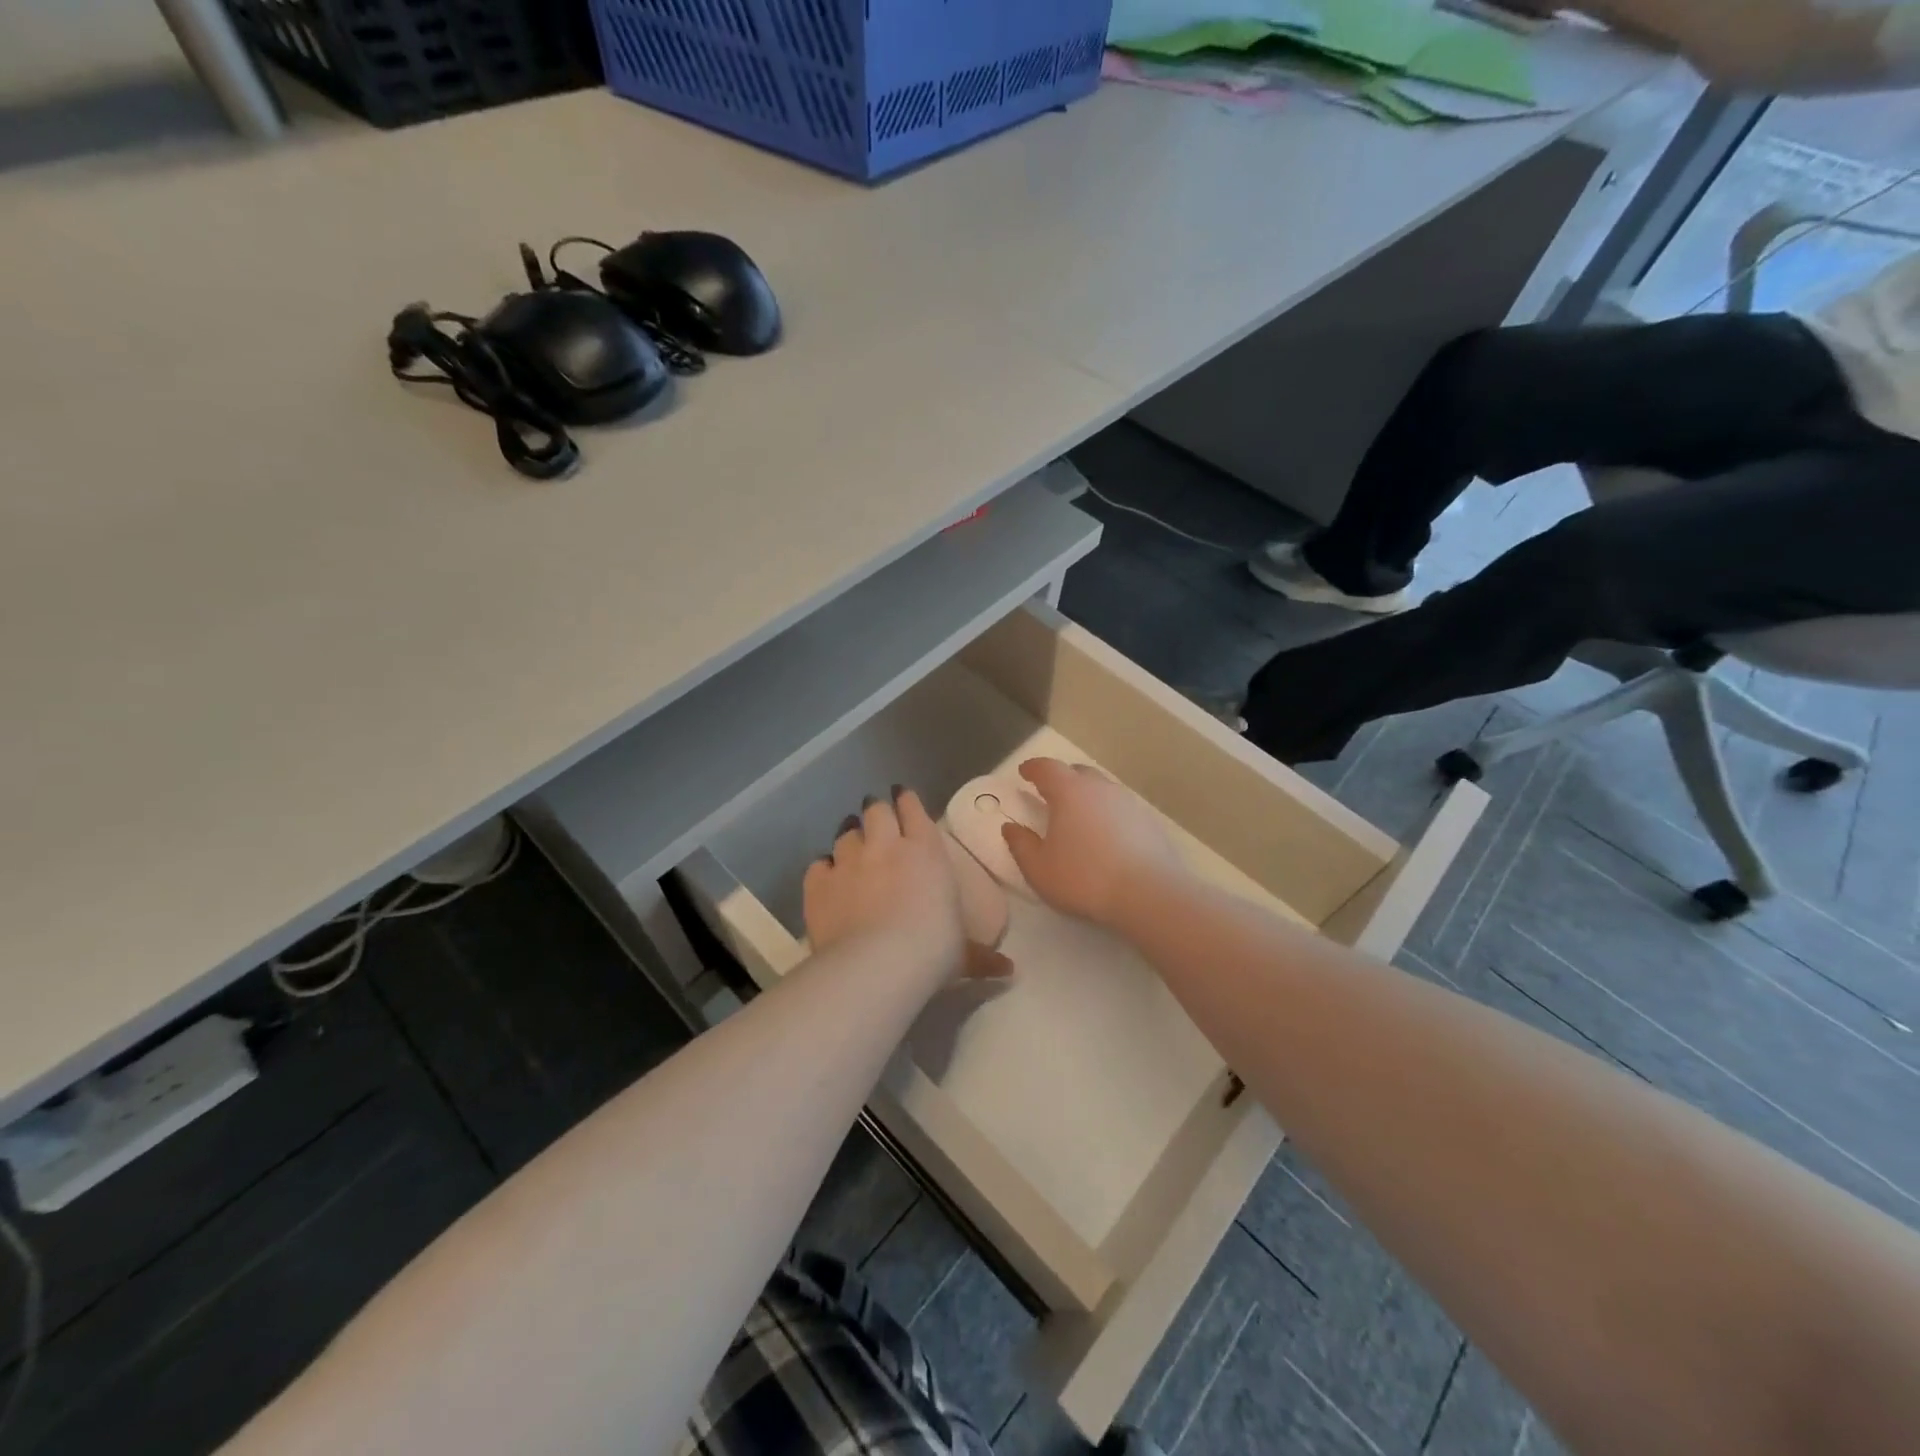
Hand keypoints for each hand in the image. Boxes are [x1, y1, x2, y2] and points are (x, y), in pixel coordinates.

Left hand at [803, 788, 1012, 981]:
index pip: (914, 811)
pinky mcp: (819, 884)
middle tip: (876, 814)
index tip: (902, 796)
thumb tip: (1009, 971)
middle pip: (876, 811)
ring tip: (851, 838)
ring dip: (850, 834)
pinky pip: (819, 865)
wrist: (877, 964)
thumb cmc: (932, 951)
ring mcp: (848, 862)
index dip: (907, 801)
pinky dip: (824, 868)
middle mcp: (886, 846)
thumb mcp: (962, 955)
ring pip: (846, 833)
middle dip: (876, 809)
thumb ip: (981, 956)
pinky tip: (826, 875)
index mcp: (926, 852)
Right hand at [1001, 758, 1189, 927]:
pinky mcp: (1148, 821)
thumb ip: (1021, 845)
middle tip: (1050, 794)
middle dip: (1061, 778)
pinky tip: (1105, 835)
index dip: (1033, 768)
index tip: (1024, 772)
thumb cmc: (1084, 879)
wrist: (1149, 894)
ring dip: (1087, 795)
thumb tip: (1010, 828)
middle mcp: (1100, 788)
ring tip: (1078, 816)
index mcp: (1070, 792)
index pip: (1047, 768)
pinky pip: (1120, 807)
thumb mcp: (1039, 868)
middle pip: (1078, 772)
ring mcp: (1128, 802)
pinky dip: (1107, 813)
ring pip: (1102, 789)